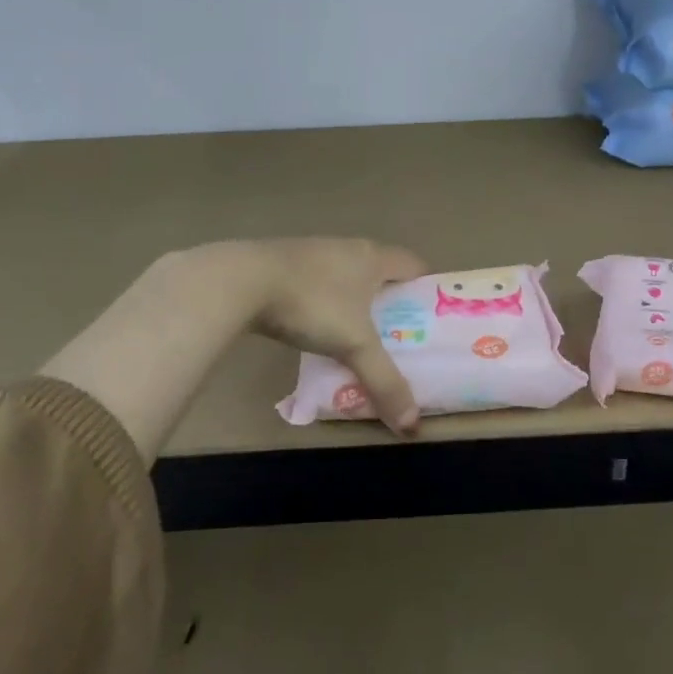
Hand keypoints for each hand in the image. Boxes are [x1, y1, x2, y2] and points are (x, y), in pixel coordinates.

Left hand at [40, 238, 426, 455]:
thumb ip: (384, 381)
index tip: (432, 317)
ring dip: (355, 299)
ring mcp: (312, 252)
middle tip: (399, 334)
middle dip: (391, 298)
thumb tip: (411, 425)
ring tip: (358, 335)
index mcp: (372, 257)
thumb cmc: (311, 304)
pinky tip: (314, 326)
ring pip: (346, 275)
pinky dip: (324, 301)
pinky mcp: (283, 263)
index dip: (426, 288)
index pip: (414, 264)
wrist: (240, 281)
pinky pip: (317, 281)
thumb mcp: (354, 345)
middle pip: (380, 269)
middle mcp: (346, 247)